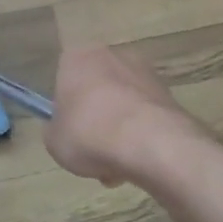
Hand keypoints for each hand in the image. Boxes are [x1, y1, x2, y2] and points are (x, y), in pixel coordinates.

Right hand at [47, 46, 199, 187]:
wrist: (151, 143)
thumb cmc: (89, 134)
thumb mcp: (54, 141)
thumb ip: (55, 130)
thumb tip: (62, 129)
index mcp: (77, 58)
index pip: (64, 77)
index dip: (65, 107)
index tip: (69, 130)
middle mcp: (111, 55)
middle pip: (96, 89)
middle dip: (95, 118)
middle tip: (92, 151)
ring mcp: (144, 72)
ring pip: (122, 104)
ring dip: (119, 130)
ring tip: (118, 166)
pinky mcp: (168, 93)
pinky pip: (145, 115)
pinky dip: (141, 134)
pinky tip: (139, 161)